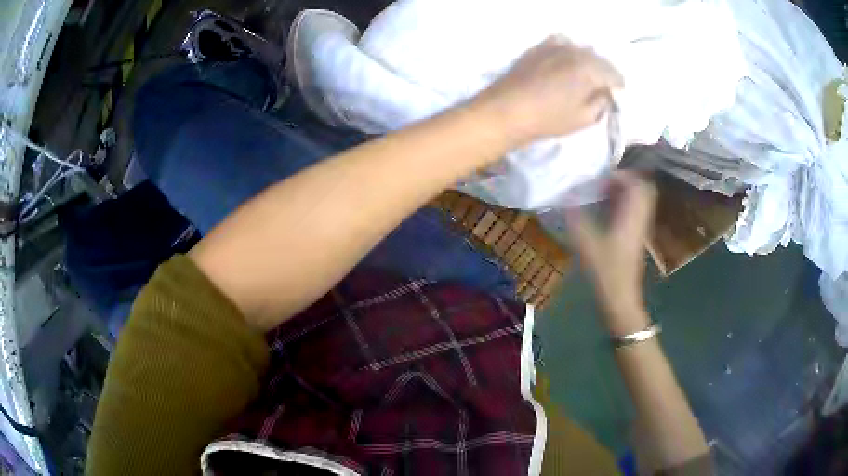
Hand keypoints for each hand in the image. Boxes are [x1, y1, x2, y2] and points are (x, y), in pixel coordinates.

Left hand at [470, 36, 623, 145]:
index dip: (618, 86)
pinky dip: (569, 51)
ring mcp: (555, 46)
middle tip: (602, 86)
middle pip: (599, 59)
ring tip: (584, 75)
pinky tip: (566, 61)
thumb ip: (601, 102)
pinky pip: (562, 43)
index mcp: (590, 69)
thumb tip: (605, 92)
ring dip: (587, 61)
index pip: (614, 74)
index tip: (617, 94)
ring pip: (581, 49)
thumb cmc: (549, 118)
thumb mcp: (584, 118)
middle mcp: (575, 51)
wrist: (507, 109)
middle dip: (604, 72)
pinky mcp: (539, 46)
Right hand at [566, 172, 657, 334]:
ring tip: (604, 193)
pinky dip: (624, 203)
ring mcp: (640, 228)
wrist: (621, 298)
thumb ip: (576, 219)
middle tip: (604, 182)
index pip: (636, 184)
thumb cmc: (606, 272)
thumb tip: (565, 198)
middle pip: (643, 188)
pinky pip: (636, 210)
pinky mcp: (637, 236)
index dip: (620, 175)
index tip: (600, 178)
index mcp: (631, 217)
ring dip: (624, 191)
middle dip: (625, 180)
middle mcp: (640, 218)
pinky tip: (607, 210)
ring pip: (640, 199)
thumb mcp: (587, 245)